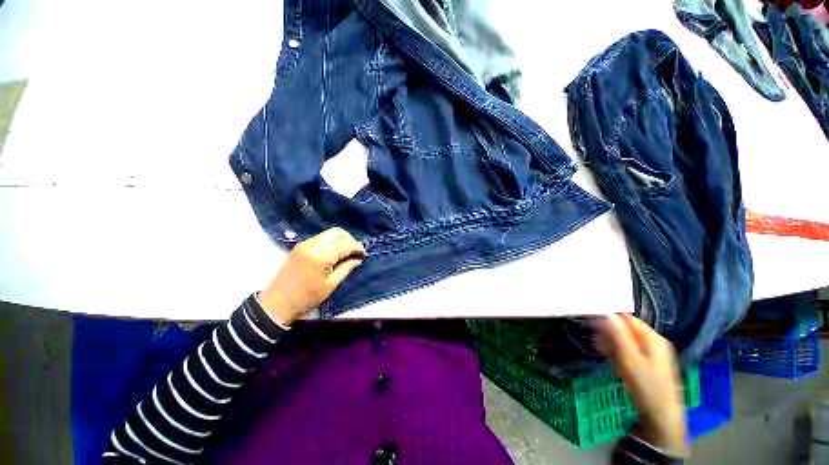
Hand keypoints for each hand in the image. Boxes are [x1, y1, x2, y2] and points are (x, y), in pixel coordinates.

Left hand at [257, 228, 364, 326]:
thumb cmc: (307, 297)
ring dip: (340, 240)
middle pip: (337, 232)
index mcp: (322, 255)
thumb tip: (357, 259)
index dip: (357, 247)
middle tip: (354, 252)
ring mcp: (304, 243)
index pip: (346, 243)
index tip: (363, 254)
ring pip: (329, 233)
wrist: (276, 303)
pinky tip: (333, 254)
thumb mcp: (331, 284)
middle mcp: (313, 244)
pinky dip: (330, 242)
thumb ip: (346, 268)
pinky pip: (320, 238)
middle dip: (349, 239)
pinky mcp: (299, 246)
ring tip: (345, 253)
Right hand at [594, 314, 686, 453]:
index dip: (610, 319)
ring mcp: (654, 355)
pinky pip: (631, 352)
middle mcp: (655, 343)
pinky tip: (610, 358)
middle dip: (609, 332)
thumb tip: (606, 313)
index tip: (592, 324)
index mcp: (653, 338)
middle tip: (593, 338)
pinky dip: (619, 352)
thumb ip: (617, 334)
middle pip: (628, 330)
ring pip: (628, 342)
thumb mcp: (629, 358)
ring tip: (598, 348)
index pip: (628, 319)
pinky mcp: (650, 366)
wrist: (661, 417)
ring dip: (612, 343)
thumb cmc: (645, 385)